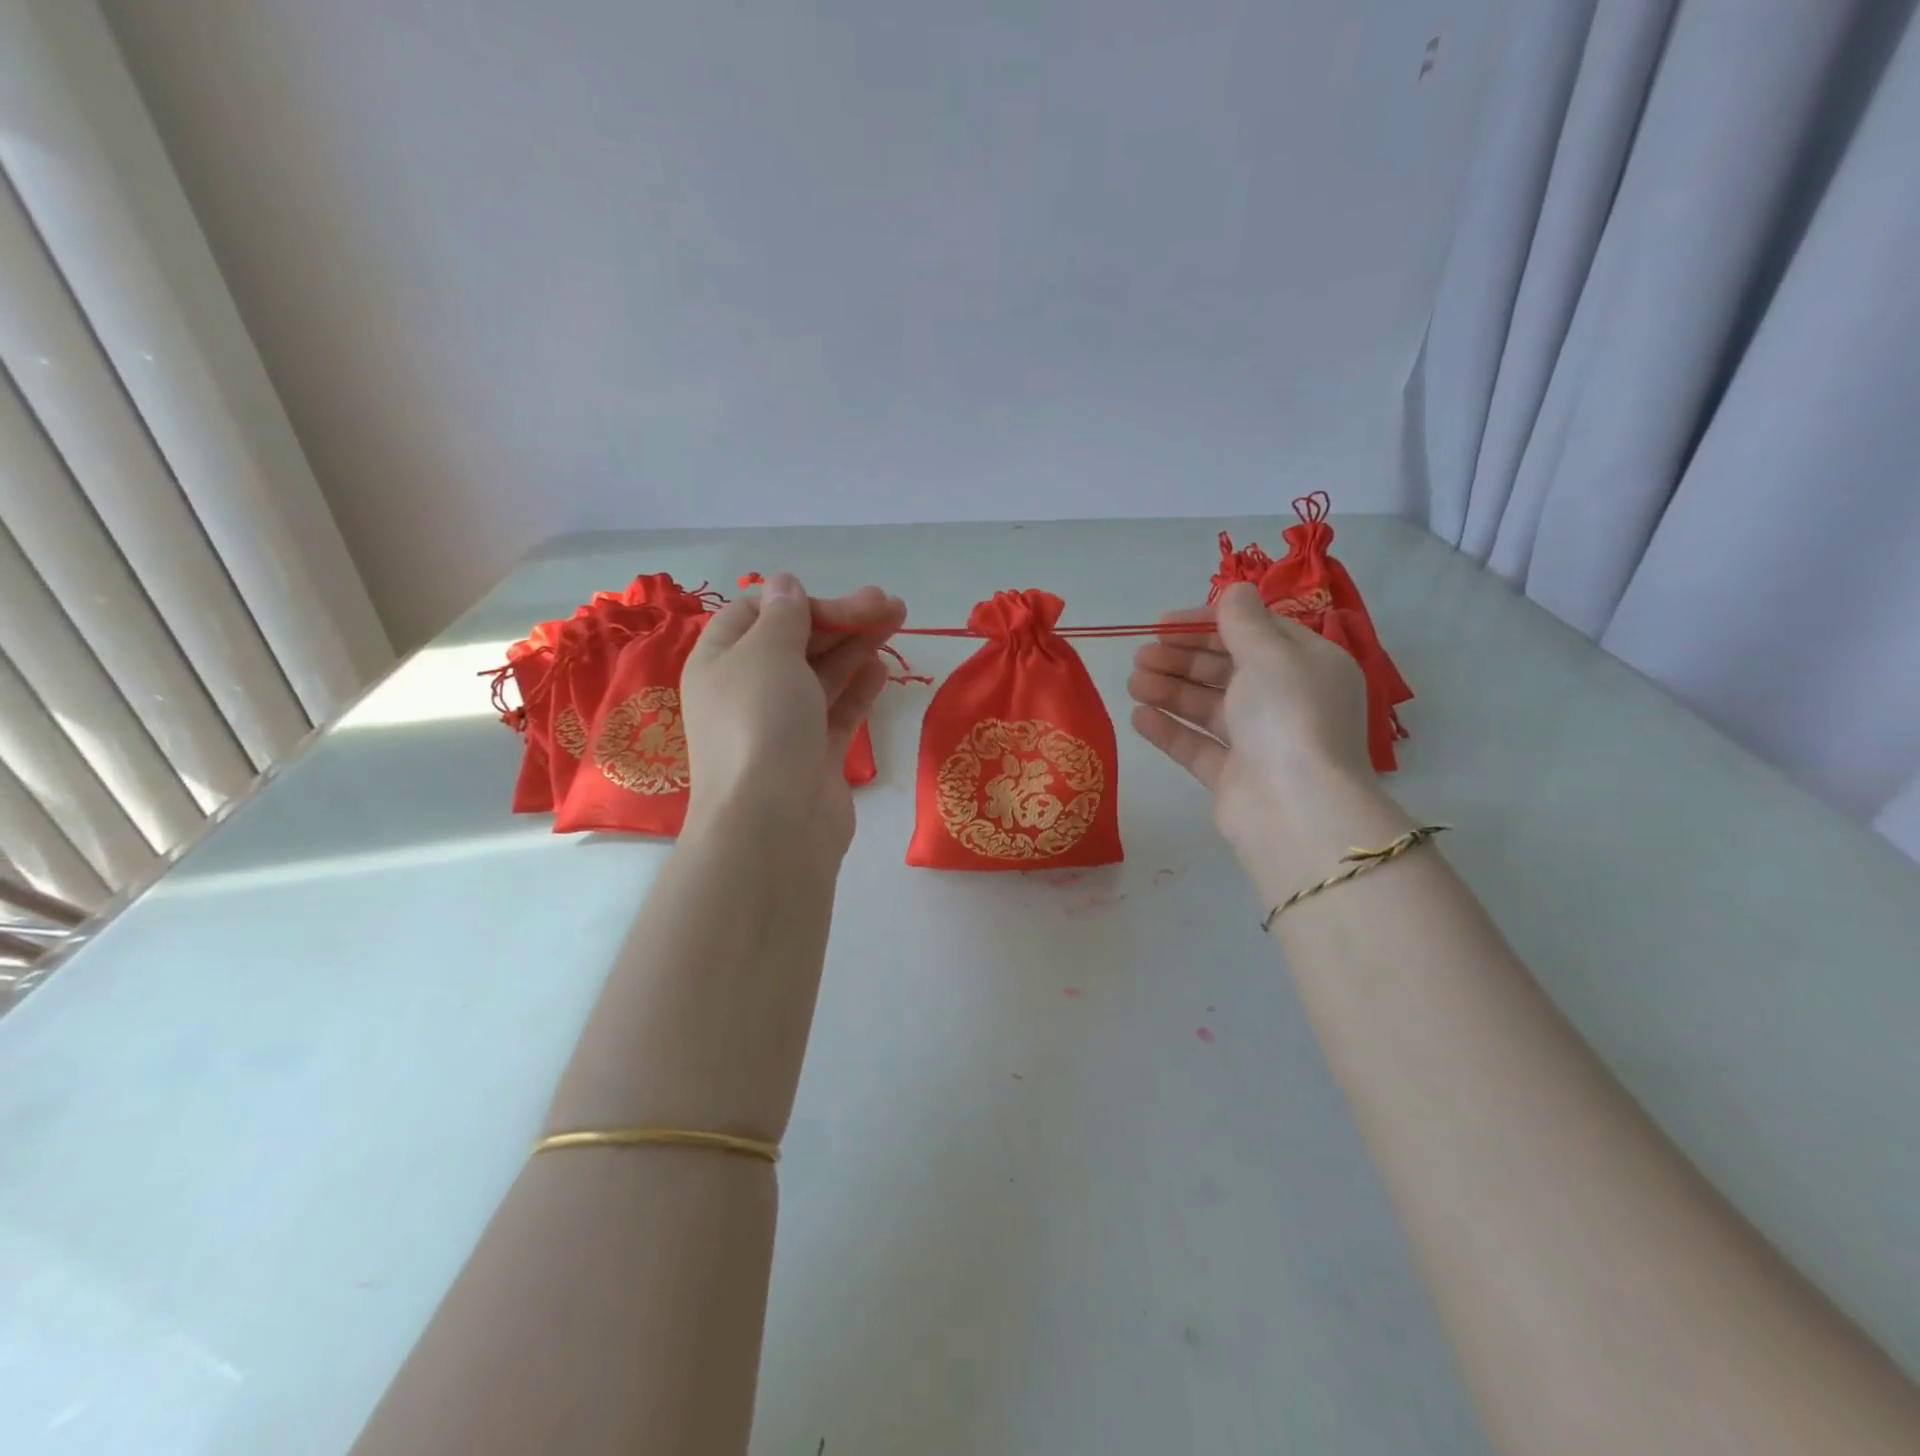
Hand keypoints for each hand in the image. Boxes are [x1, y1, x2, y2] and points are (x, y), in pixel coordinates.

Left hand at [682, 572, 905, 854]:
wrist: (773, 823)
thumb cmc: (761, 724)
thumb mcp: (767, 653)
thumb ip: (783, 615)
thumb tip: (785, 585)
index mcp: (721, 662)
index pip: (758, 613)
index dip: (801, 602)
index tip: (842, 606)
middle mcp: (748, 690)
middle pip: (796, 641)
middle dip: (841, 619)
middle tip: (889, 605)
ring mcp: (782, 725)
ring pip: (822, 673)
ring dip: (856, 645)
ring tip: (896, 621)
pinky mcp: (813, 755)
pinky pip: (837, 711)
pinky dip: (858, 687)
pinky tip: (881, 667)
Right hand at [1127, 583, 1407, 893]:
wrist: (1295, 808)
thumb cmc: (1287, 716)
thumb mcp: (1270, 654)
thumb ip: (1243, 621)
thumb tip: (1235, 590)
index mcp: (1308, 665)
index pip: (1255, 632)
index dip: (1207, 623)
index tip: (1163, 623)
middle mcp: (1287, 700)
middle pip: (1226, 670)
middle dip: (1181, 659)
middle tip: (1140, 655)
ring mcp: (1260, 741)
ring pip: (1208, 707)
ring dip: (1169, 690)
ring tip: (1133, 682)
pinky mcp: (1234, 776)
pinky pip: (1198, 745)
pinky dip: (1170, 730)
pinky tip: (1138, 717)